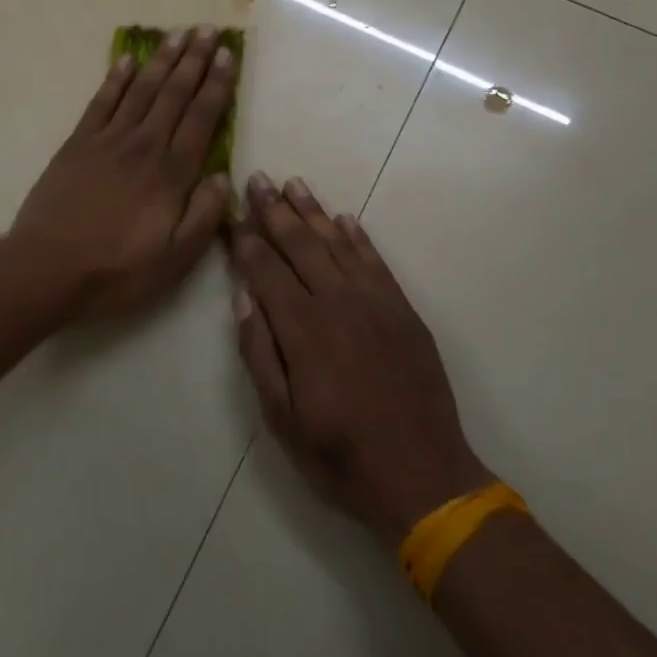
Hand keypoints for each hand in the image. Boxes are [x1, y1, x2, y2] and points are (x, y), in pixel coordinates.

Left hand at [13, 25, 236, 316]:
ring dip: (161, 60)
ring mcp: (108, 140)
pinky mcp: (78, 143)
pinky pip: (101, 102)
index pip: (201, 117)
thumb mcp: (176, 259)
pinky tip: (126, 59)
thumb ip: (204, 215)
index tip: (228, 55)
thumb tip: (223, 176)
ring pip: (141, 90)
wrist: (48, 268)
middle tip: (208, 29)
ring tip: (177, 33)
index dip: (216, 84)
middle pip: (174, 93)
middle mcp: (144, 145)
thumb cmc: (118, 269)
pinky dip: (115, 78)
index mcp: (171, 173)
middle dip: (194, 59)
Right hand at [229, 173, 495, 545]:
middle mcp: (338, 303)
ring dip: (313, 211)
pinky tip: (343, 219)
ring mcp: (375, 302)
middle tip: (258, 179)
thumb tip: (243, 297)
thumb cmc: (340, 455)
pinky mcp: (403, 310)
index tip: (233, 212)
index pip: (266, 269)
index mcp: (303, 329)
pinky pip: (375, 261)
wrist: (423, 477)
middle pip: (300, 245)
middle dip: (275, 210)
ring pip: (337, 244)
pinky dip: (357, 237)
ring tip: (294, 183)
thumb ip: (259, 353)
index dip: (246, 239)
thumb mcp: (281, 419)